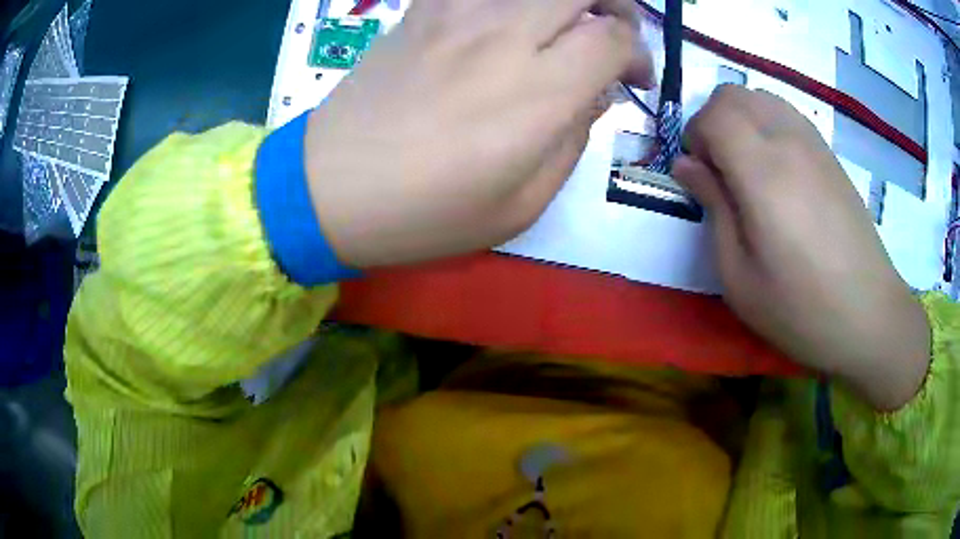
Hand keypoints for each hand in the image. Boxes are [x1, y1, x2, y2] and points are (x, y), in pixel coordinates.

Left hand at [304, 0, 653, 266]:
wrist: (329, 188)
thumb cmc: (426, 213)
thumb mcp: (521, 205)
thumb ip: (573, 140)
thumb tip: (593, 93)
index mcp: (537, 92)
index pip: (614, 38)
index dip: (636, 53)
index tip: (630, 79)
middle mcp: (503, 35)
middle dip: (615, 5)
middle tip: (610, 36)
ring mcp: (456, 13)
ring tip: (564, 24)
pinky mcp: (422, 10)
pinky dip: (508, 0)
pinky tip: (508, 20)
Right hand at [673, 86, 930, 410]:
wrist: (868, 314)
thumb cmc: (801, 309)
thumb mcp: (739, 276)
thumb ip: (713, 209)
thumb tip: (688, 166)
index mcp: (763, 173)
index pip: (713, 115)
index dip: (694, 137)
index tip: (699, 176)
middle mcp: (788, 141)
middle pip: (734, 94)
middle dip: (713, 121)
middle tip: (719, 171)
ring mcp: (814, 143)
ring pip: (761, 97)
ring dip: (741, 120)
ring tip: (749, 169)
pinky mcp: (830, 154)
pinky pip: (787, 114)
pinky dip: (768, 125)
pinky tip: (779, 171)